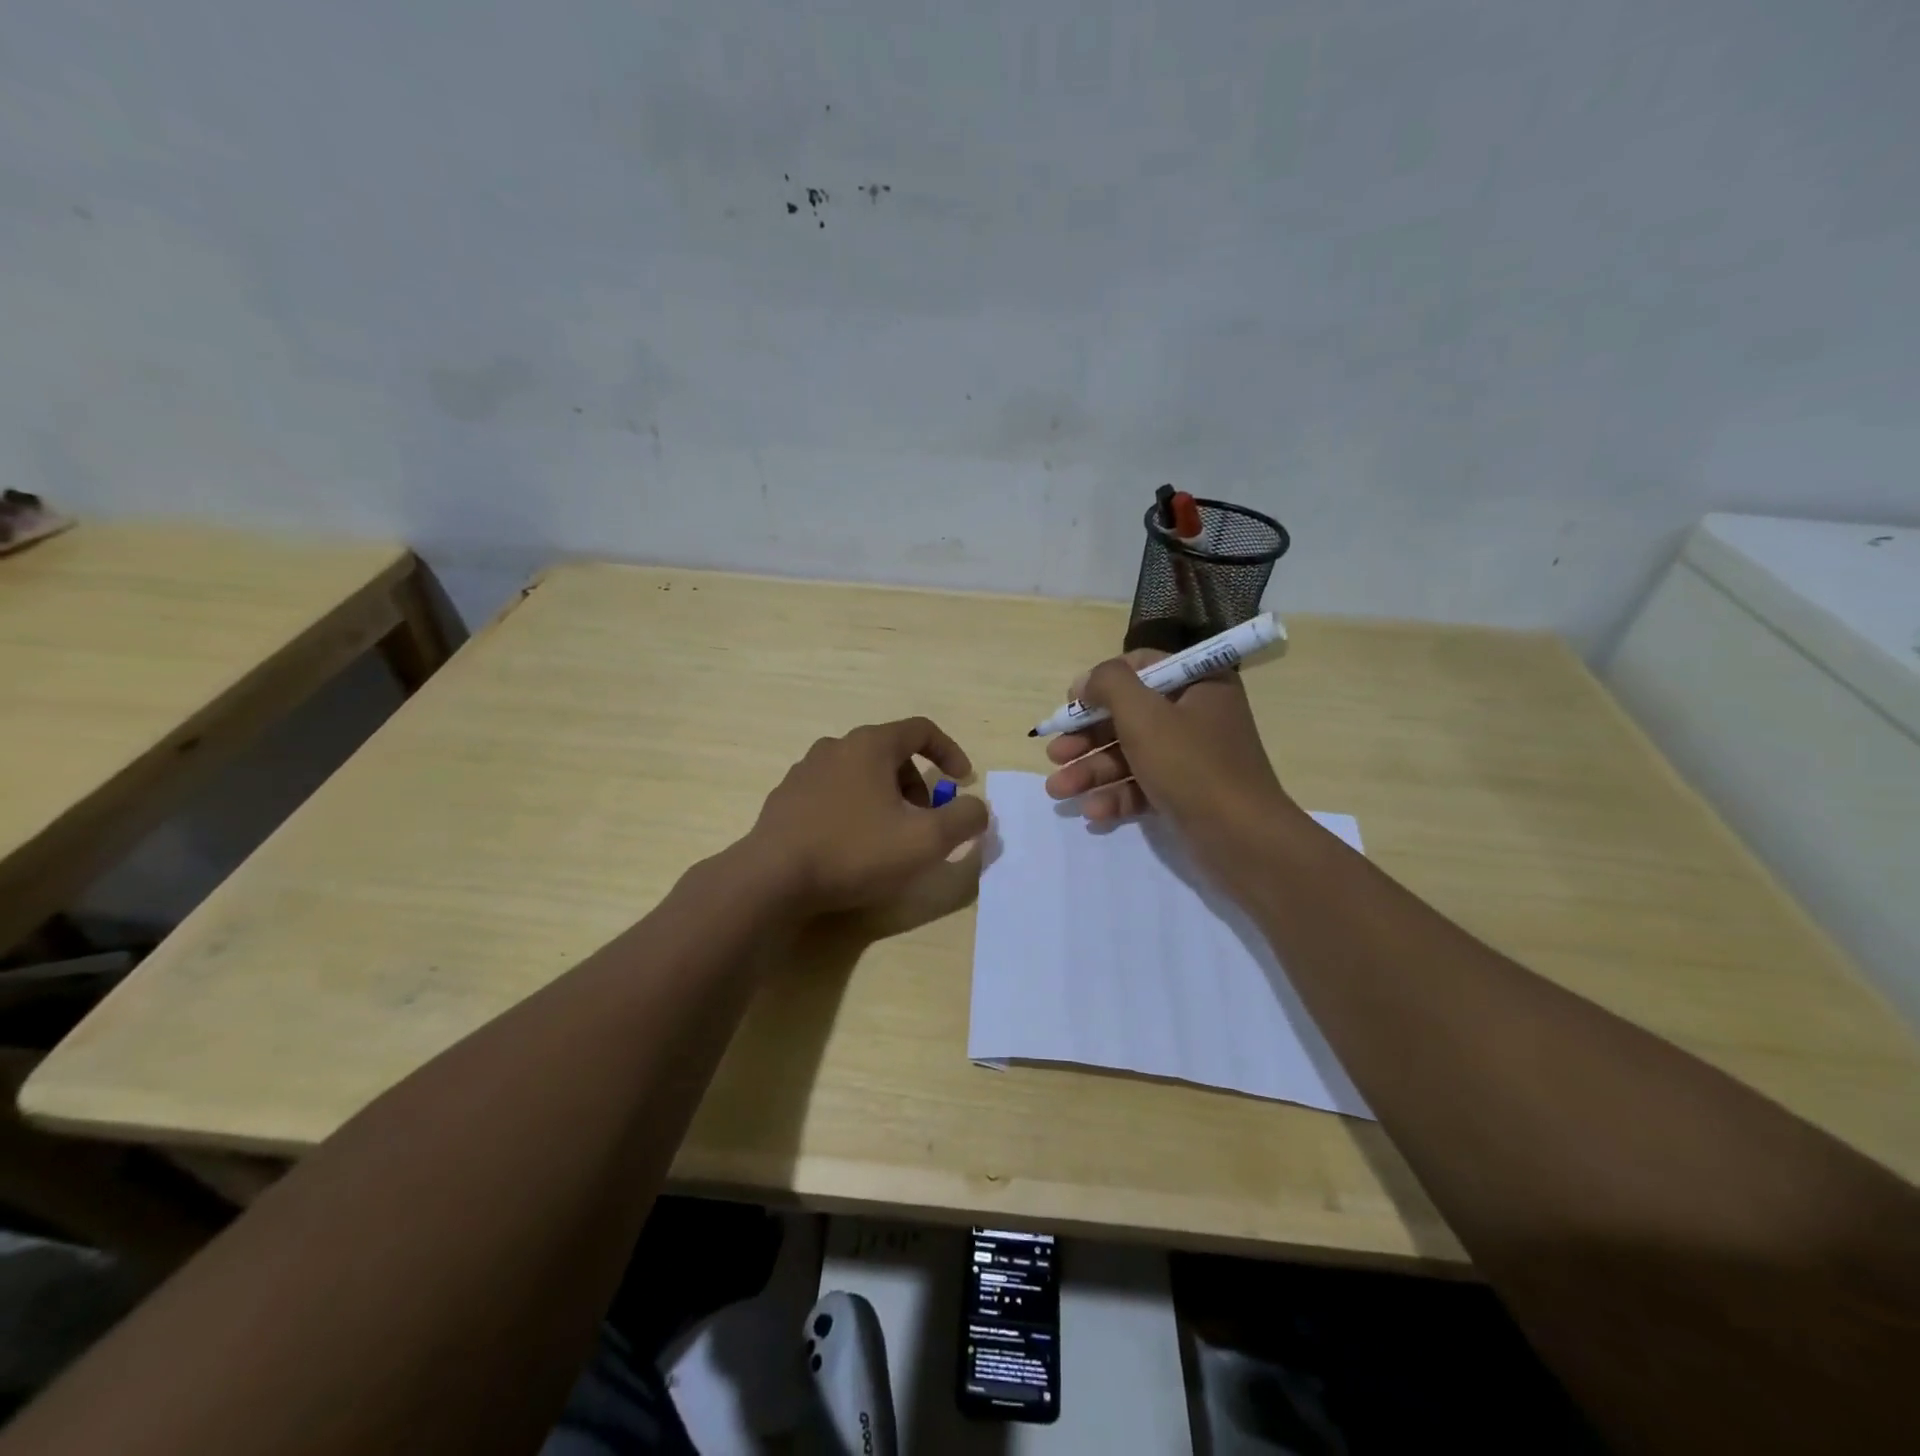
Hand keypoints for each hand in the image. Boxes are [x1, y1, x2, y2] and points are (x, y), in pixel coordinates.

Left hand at [748, 717, 990, 914]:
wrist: (772, 879)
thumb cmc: (854, 851)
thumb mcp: (925, 841)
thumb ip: (964, 819)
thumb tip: (977, 808)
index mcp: (870, 745)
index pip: (921, 730)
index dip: (949, 752)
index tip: (962, 781)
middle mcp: (836, 747)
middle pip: (890, 753)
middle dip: (917, 784)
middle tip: (925, 822)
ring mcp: (805, 771)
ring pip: (860, 774)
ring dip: (886, 798)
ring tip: (889, 837)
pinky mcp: (786, 798)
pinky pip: (833, 793)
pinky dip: (854, 809)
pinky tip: (851, 845)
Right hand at [1042, 650, 1294, 868]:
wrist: (1243, 840)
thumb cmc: (1192, 766)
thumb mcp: (1144, 715)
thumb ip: (1110, 685)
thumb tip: (1088, 680)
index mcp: (1198, 684)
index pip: (1142, 667)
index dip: (1102, 683)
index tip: (1071, 704)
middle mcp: (1197, 715)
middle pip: (1129, 716)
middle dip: (1087, 738)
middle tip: (1054, 754)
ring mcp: (1192, 757)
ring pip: (1131, 754)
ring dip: (1092, 771)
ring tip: (1058, 790)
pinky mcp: (1186, 794)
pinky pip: (1144, 786)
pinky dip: (1117, 796)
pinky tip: (1092, 813)